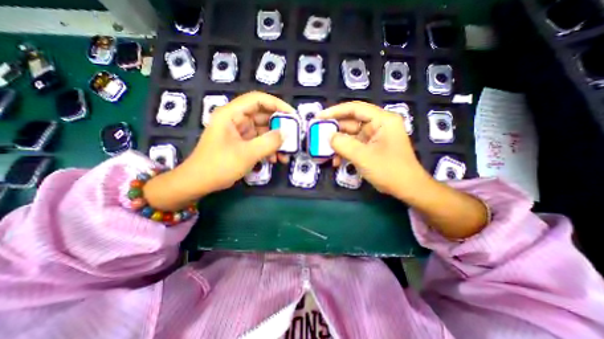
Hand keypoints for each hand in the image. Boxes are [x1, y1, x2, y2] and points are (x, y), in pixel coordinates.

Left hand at [145, 92, 295, 209]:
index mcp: (232, 114)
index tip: (292, 115)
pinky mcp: (243, 143)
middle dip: (279, 127)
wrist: (199, 183)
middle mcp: (236, 120)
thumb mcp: (246, 154)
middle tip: (293, 137)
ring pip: (264, 131)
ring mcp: (240, 132)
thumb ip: (268, 143)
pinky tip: (276, 160)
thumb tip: (285, 134)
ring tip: (286, 154)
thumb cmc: (219, 165)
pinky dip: (269, 149)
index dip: (277, 104)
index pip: (258, 100)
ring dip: (276, 142)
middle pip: (263, 116)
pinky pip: (260, 142)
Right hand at [320, 102, 428, 199]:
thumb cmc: (389, 170)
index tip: (319, 117)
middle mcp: (378, 125)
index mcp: (382, 120)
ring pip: (350, 136)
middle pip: (351, 122)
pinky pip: (354, 145)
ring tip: (324, 151)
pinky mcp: (371, 147)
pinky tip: (335, 161)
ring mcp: (374, 137)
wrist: (407, 189)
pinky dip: (344, 152)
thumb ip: (343, 144)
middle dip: (334, 131)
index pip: (355, 109)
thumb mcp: (364, 157)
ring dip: (338, 144)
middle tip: (318, 135)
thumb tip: (328, 136)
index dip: (335, 111)